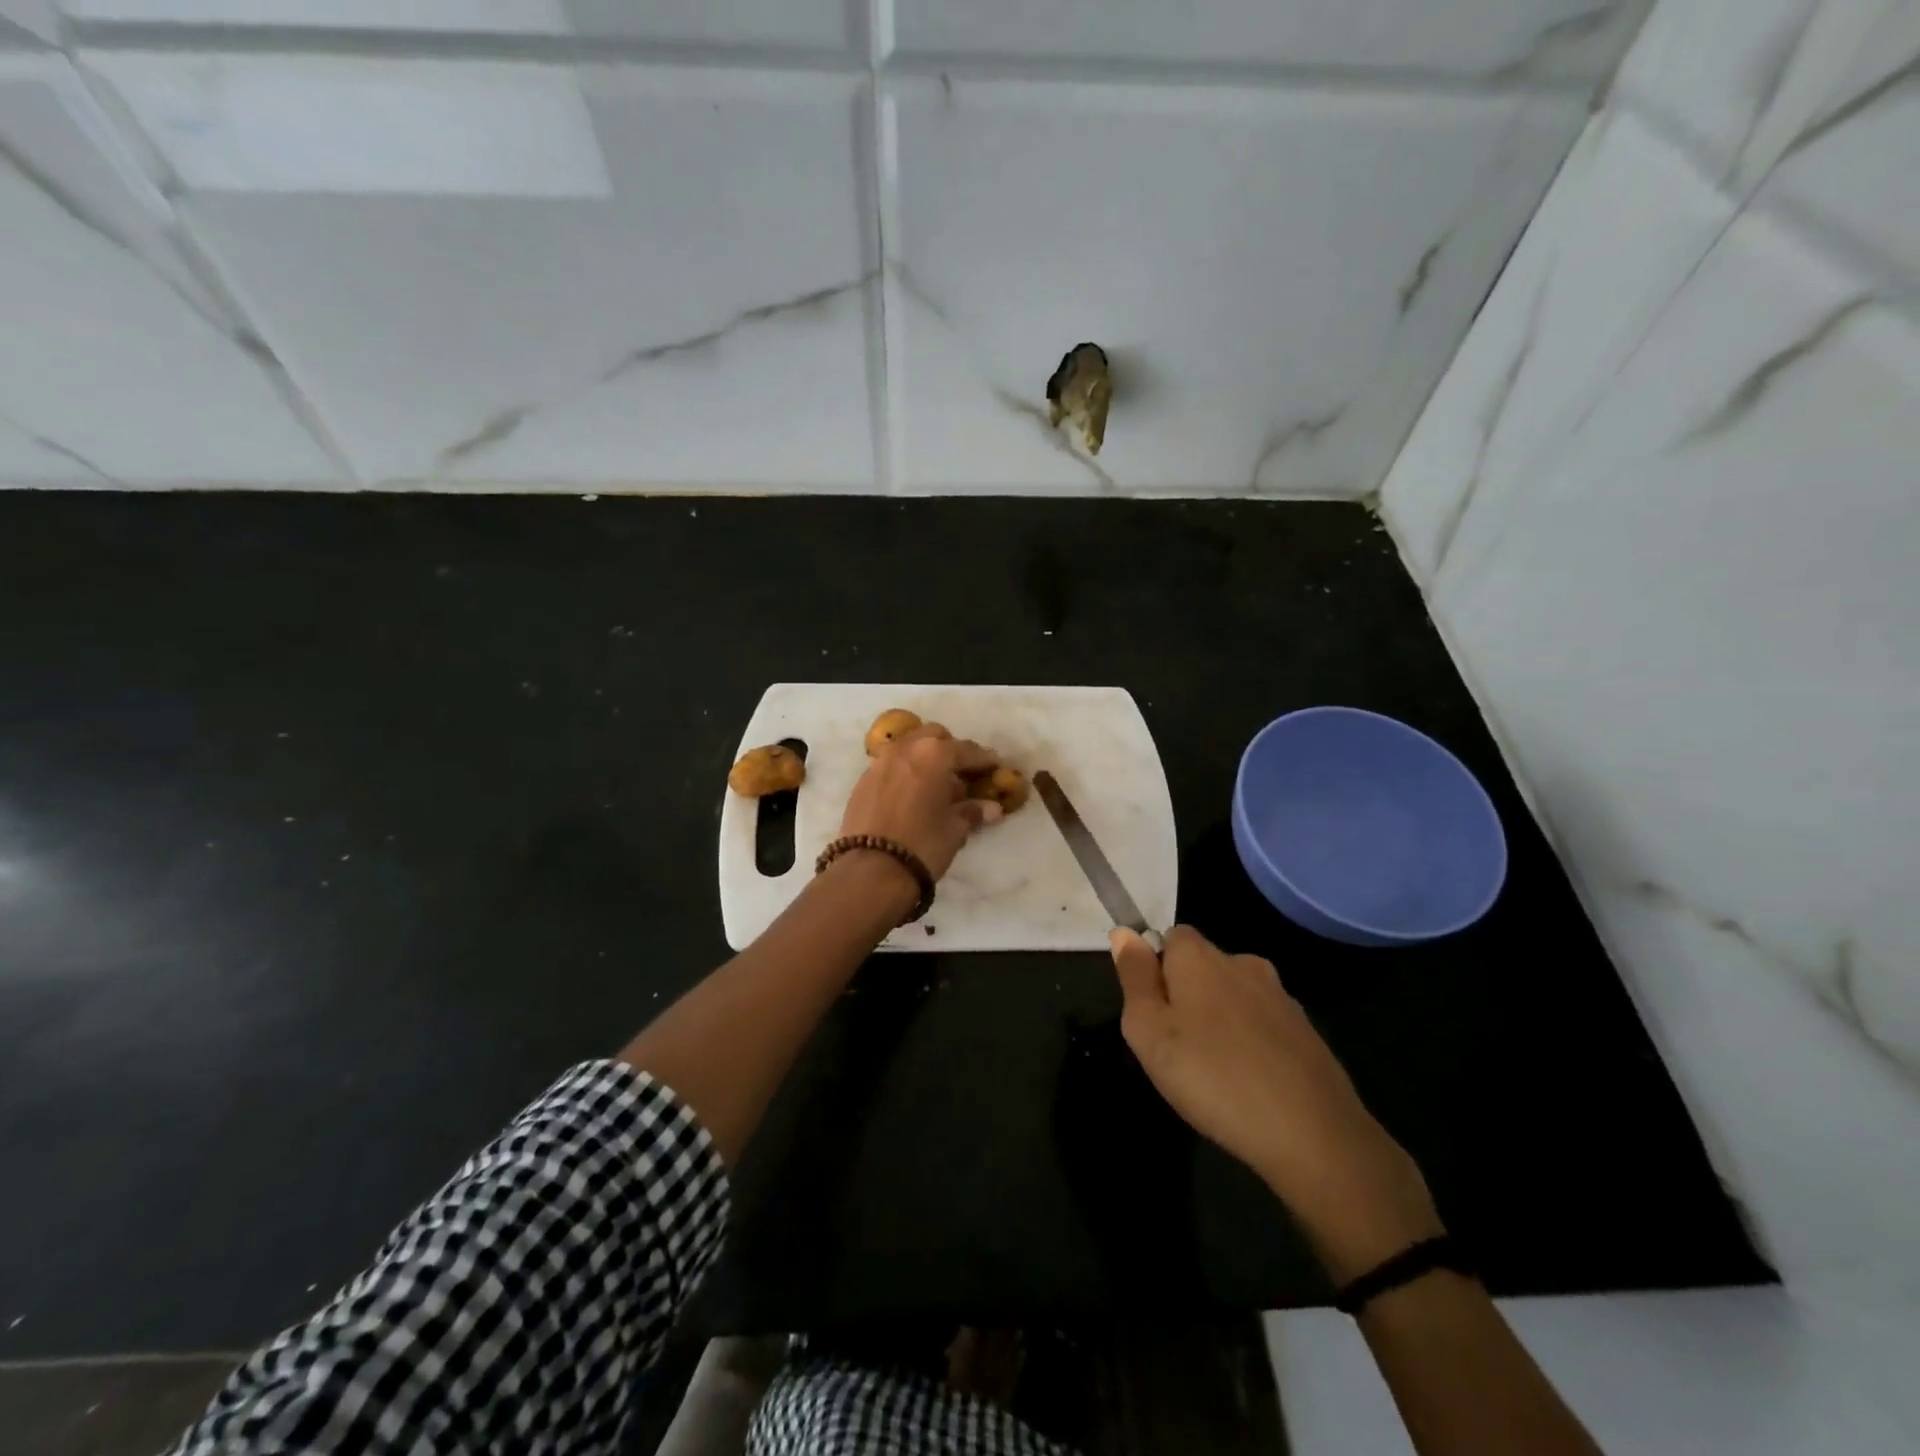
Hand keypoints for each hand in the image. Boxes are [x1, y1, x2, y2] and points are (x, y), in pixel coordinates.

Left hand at [838, 726, 1001, 880]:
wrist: (871, 871)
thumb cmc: (923, 844)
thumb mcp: (954, 829)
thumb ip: (972, 811)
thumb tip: (992, 808)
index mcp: (933, 754)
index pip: (966, 750)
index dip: (983, 759)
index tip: (995, 766)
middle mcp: (905, 749)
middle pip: (934, 737)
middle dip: (950, 750)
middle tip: (962, 773)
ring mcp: (880, 763)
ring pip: (909, 748)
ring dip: (925, 759)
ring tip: (936, 785)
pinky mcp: (862, 781)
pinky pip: (891, 766)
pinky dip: (905, 773)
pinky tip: (912, 796)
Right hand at [1110, 925, 1443, 1281]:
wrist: (1313, 1134)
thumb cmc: (1212, 1077)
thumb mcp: (1149, 1031)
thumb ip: (1133, 977)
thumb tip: (1124, 932)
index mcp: (1200, 956)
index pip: (1170, 936)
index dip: (1155, 969)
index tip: (1153, 1013)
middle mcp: (1243, 962)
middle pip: (1202, 965)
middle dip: (1186, 994)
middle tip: (1176, 1047)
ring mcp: (1280, 996)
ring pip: (1234, 995)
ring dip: (1219, 1019)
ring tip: (1213, 1071)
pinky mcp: (1306, 1030)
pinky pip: (1263, 1023)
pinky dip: (1251, 1042)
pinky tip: (1249, 1082)